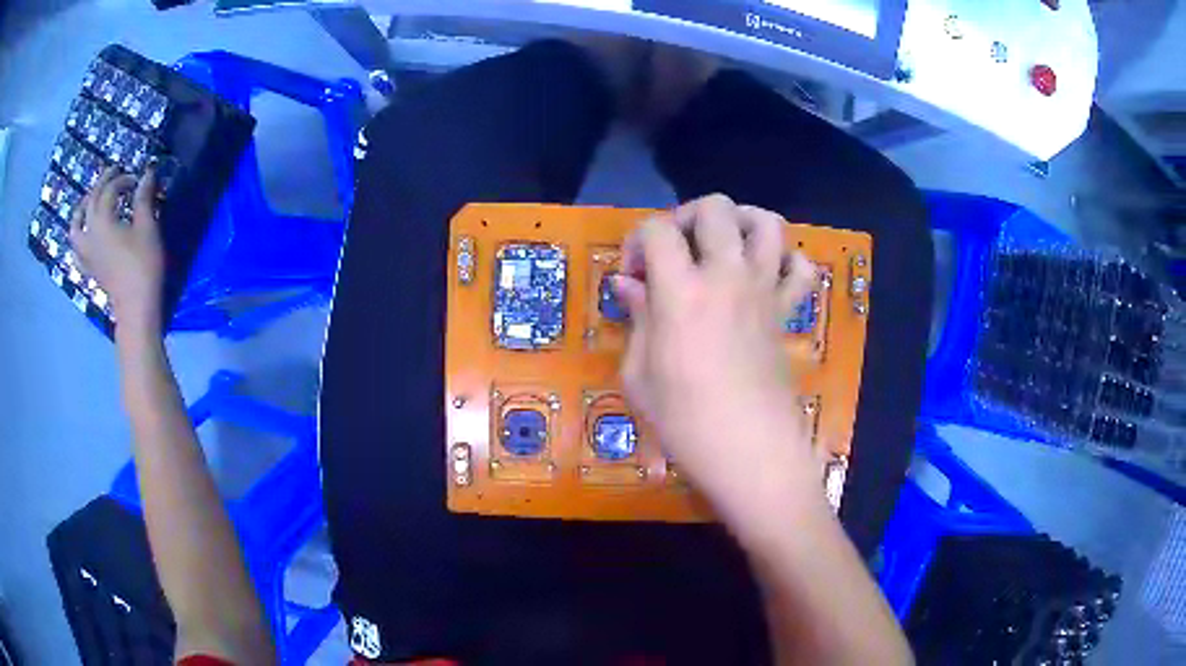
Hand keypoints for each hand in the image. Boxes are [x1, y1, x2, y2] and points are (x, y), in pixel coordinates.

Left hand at [70, 167, 164, 334]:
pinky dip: (78, 240)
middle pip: (92, 200)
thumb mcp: (147, 227)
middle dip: (103, 183)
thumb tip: (147, 173)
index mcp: (103, 220)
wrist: (136, 307)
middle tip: (115, 173)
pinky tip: (83, 236)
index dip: (124, 179)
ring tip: (89, 201)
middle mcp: (90, 233)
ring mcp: (87, 253)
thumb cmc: (143, 264)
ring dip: (81, 209)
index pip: (111, 189)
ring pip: (76, 226)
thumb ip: (144, 198)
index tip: (138, 178)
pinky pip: (77, 251)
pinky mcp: (89, 268)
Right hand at [615, 194, 821, 527]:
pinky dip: (786, 261)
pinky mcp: (786, 312)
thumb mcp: (639, 376)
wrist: (752, 454)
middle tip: (674, 252)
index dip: (636, 241)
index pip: (657, 230)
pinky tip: (765, 277)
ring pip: (766, 223)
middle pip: (715, 208)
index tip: (631, 277)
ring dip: (739, 222)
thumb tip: (628, 284)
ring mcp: (765, 291)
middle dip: (685, 217)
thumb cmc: (686, 423)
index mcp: (682, 291)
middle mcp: (728, 276)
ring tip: (721, 247)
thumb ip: (637, 319)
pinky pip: (801, 268)